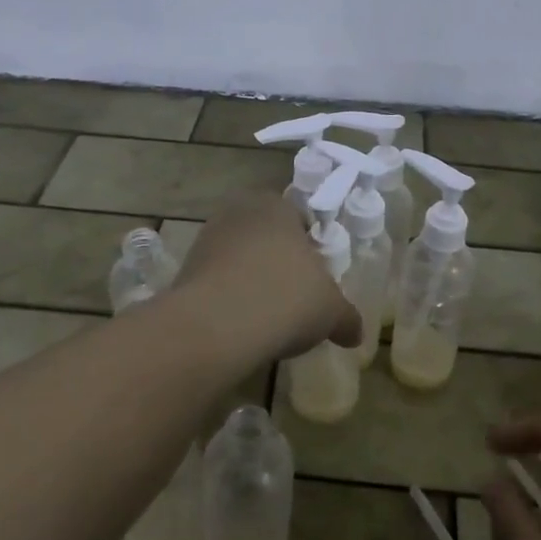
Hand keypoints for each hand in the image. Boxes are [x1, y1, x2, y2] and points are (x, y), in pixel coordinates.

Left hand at [172, 193, 362, 359]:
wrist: (218, 324)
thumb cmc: (286, 297)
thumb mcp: (331, 310)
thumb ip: (346, 317)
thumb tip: (355, 333)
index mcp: (276, 205)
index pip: (299, 219)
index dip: (310, 249)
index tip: (316, 279)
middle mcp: (238, 212)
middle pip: (266, 238)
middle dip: (278, 263)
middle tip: (294, 297)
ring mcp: (206, 239)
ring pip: (239, 259)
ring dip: (251, 281)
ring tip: (267, 317)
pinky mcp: (185, 270)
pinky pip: (217, 282)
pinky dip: (229, 299)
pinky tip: (241, 325)